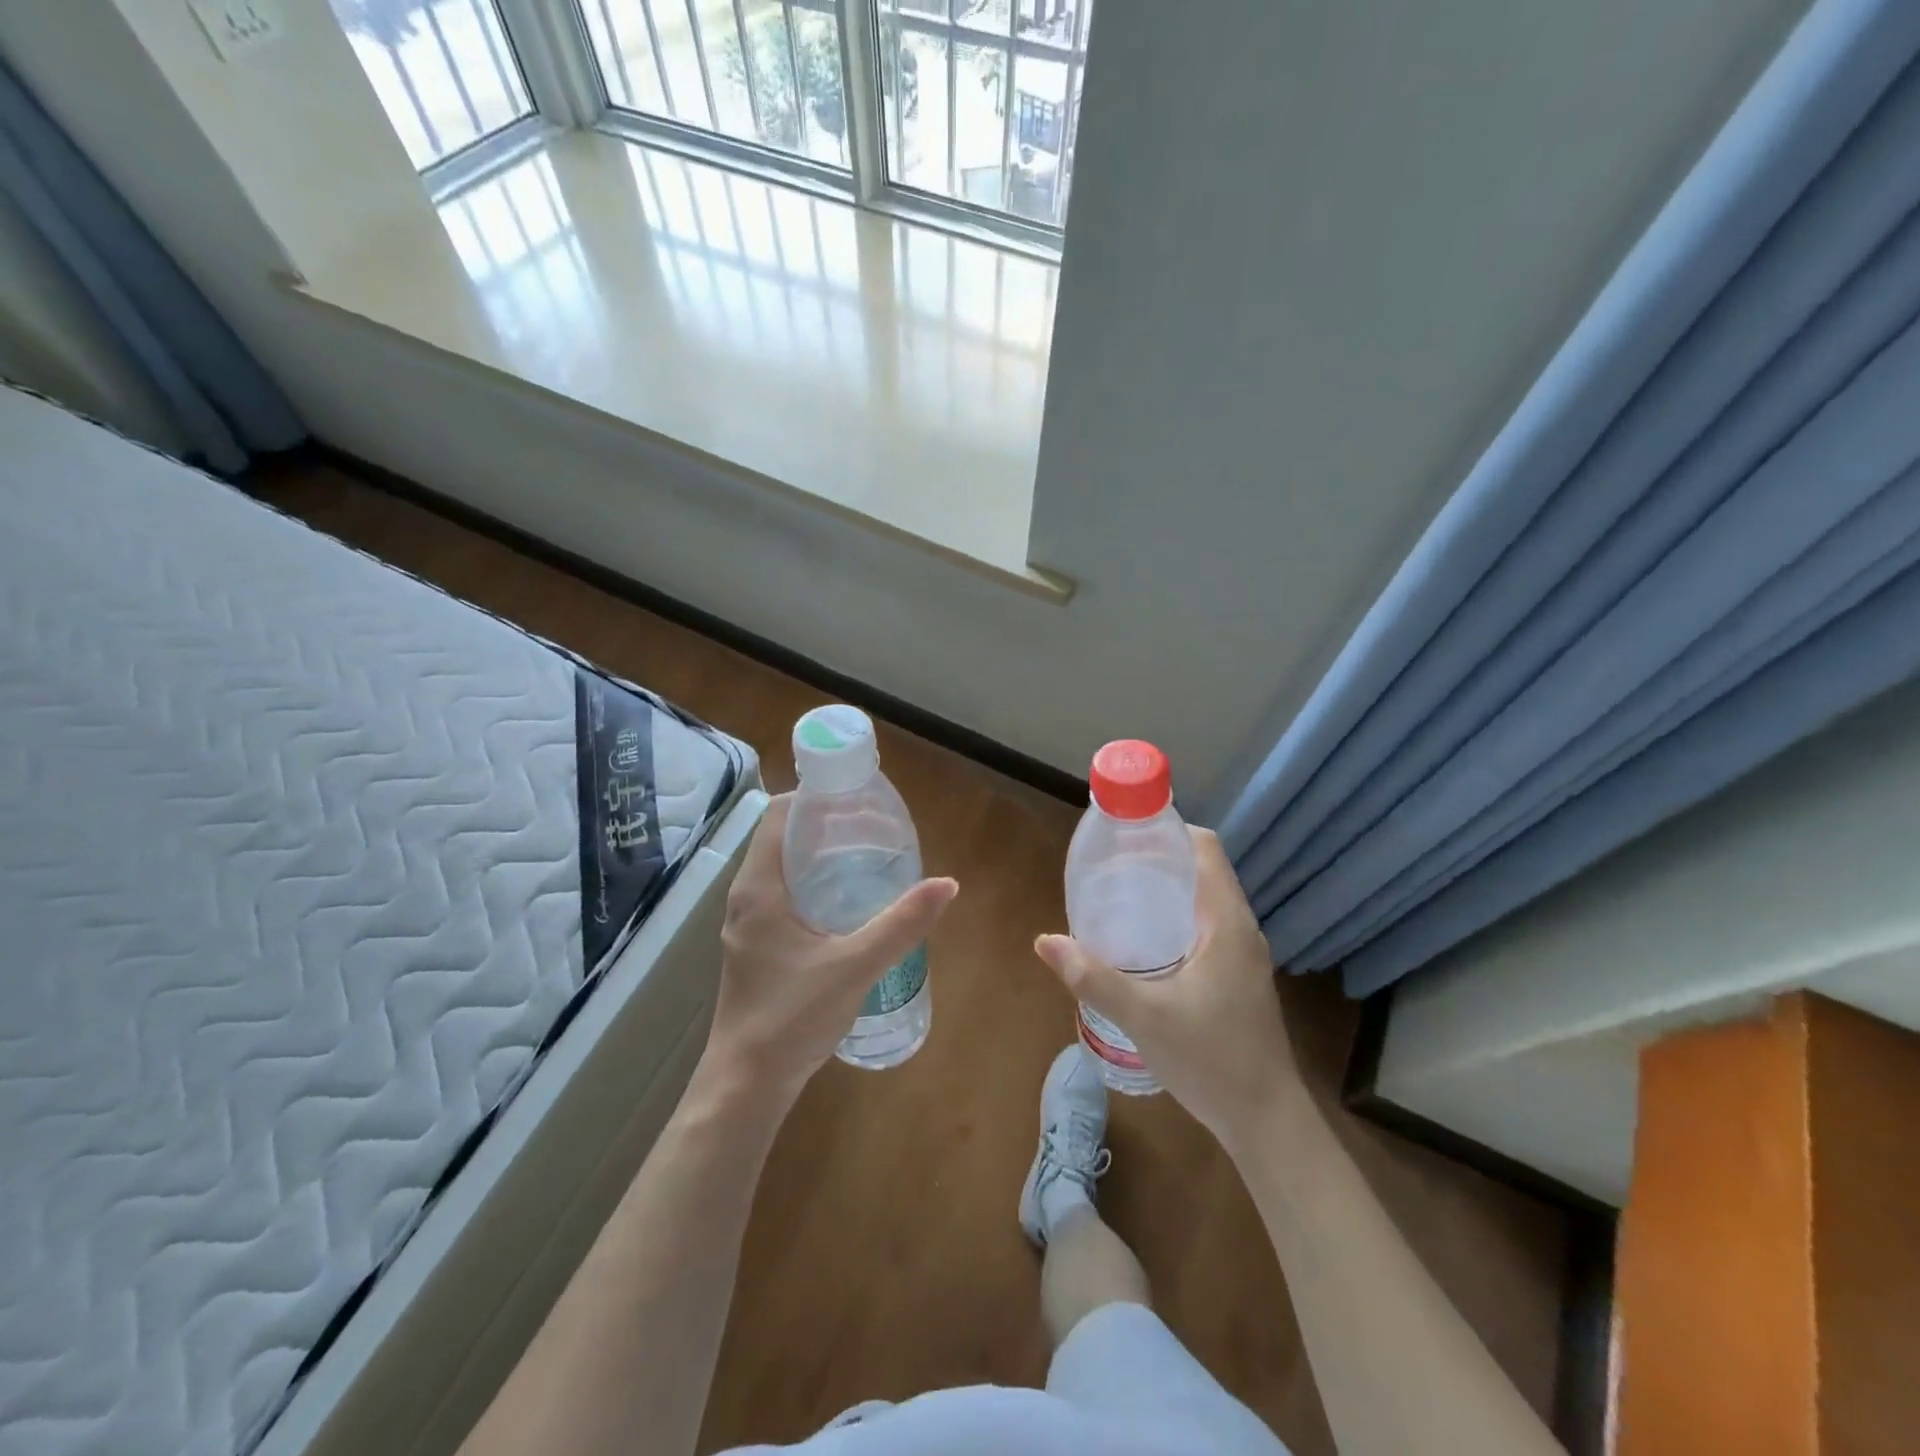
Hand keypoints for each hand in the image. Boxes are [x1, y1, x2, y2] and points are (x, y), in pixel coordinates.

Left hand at [705, 794, 957, 1107]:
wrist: (746, 1085)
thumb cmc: (792, 1018)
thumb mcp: (854, 966)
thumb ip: (901, 924)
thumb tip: (947, 884)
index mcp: (759, 888)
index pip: (780, 815)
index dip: (815, 797)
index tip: (857, 797)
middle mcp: (747, 897)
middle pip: (784, 837)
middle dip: (827, 825)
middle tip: (875, 826)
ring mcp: (749, 923)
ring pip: (784, 868)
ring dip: (821, 855)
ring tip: (869, 854)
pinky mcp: (757, 945)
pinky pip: (785, 894)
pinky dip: (815, 883)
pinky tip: (850, 901)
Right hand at [1034, 828, 1299, 1154]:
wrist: (1267, 1122)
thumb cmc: (1212, 1060)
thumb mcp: (1144, 1017)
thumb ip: (1093, 978)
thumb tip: (1045, 941)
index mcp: (1226, 922)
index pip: (1205, 848)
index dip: (1168, 830)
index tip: (1124, 833)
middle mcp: (1240, 928)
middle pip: (1202, 870)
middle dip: (1157, 859)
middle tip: (1109, 866)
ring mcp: (1243, 954)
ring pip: (1204, 900)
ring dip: (1166, 889)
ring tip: (1118, 896)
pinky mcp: (1238, 977)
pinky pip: (1205, 926)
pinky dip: (1174, 917)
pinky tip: (1142, 942)